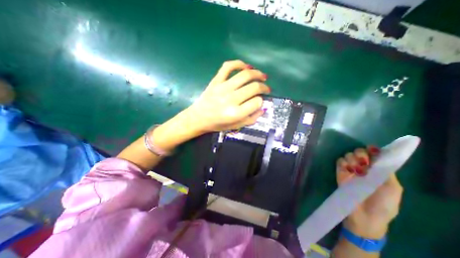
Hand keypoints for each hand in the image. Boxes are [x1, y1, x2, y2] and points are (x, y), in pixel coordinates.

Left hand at [184, 60, 269, 133]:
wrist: (198, 118)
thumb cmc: (217, 124)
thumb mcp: (236, 126)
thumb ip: (251, 119)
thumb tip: (263, 108)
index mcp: (235, 113)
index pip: (257, 102)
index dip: (261, 101)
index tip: (260, 101)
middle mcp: (230, 99)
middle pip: (254, 87)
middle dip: (264, 87)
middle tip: (266, 88)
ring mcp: (222, 87)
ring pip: (245, 75)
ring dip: (257, 73)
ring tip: (262, 76)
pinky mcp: (216, 81)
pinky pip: (228, 66)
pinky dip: (239, 63)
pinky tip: (246, 66)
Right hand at [337, 146, 402, 238]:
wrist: (365, 216)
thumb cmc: (383, 205)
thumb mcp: (393, 189)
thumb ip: (387, 172)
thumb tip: (379, 157)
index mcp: (377, 171)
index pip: (373, 155)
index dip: (373, 150)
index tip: (372, 149)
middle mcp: (363, 169)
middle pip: (359, 152)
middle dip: (361, 154)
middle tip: (364, 162)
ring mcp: (350, 170)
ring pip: (348, 155)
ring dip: (352, 159)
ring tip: (356, 170)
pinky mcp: (340, 173)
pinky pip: (339, 162)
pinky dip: (343, 162)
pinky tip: (348, 169)